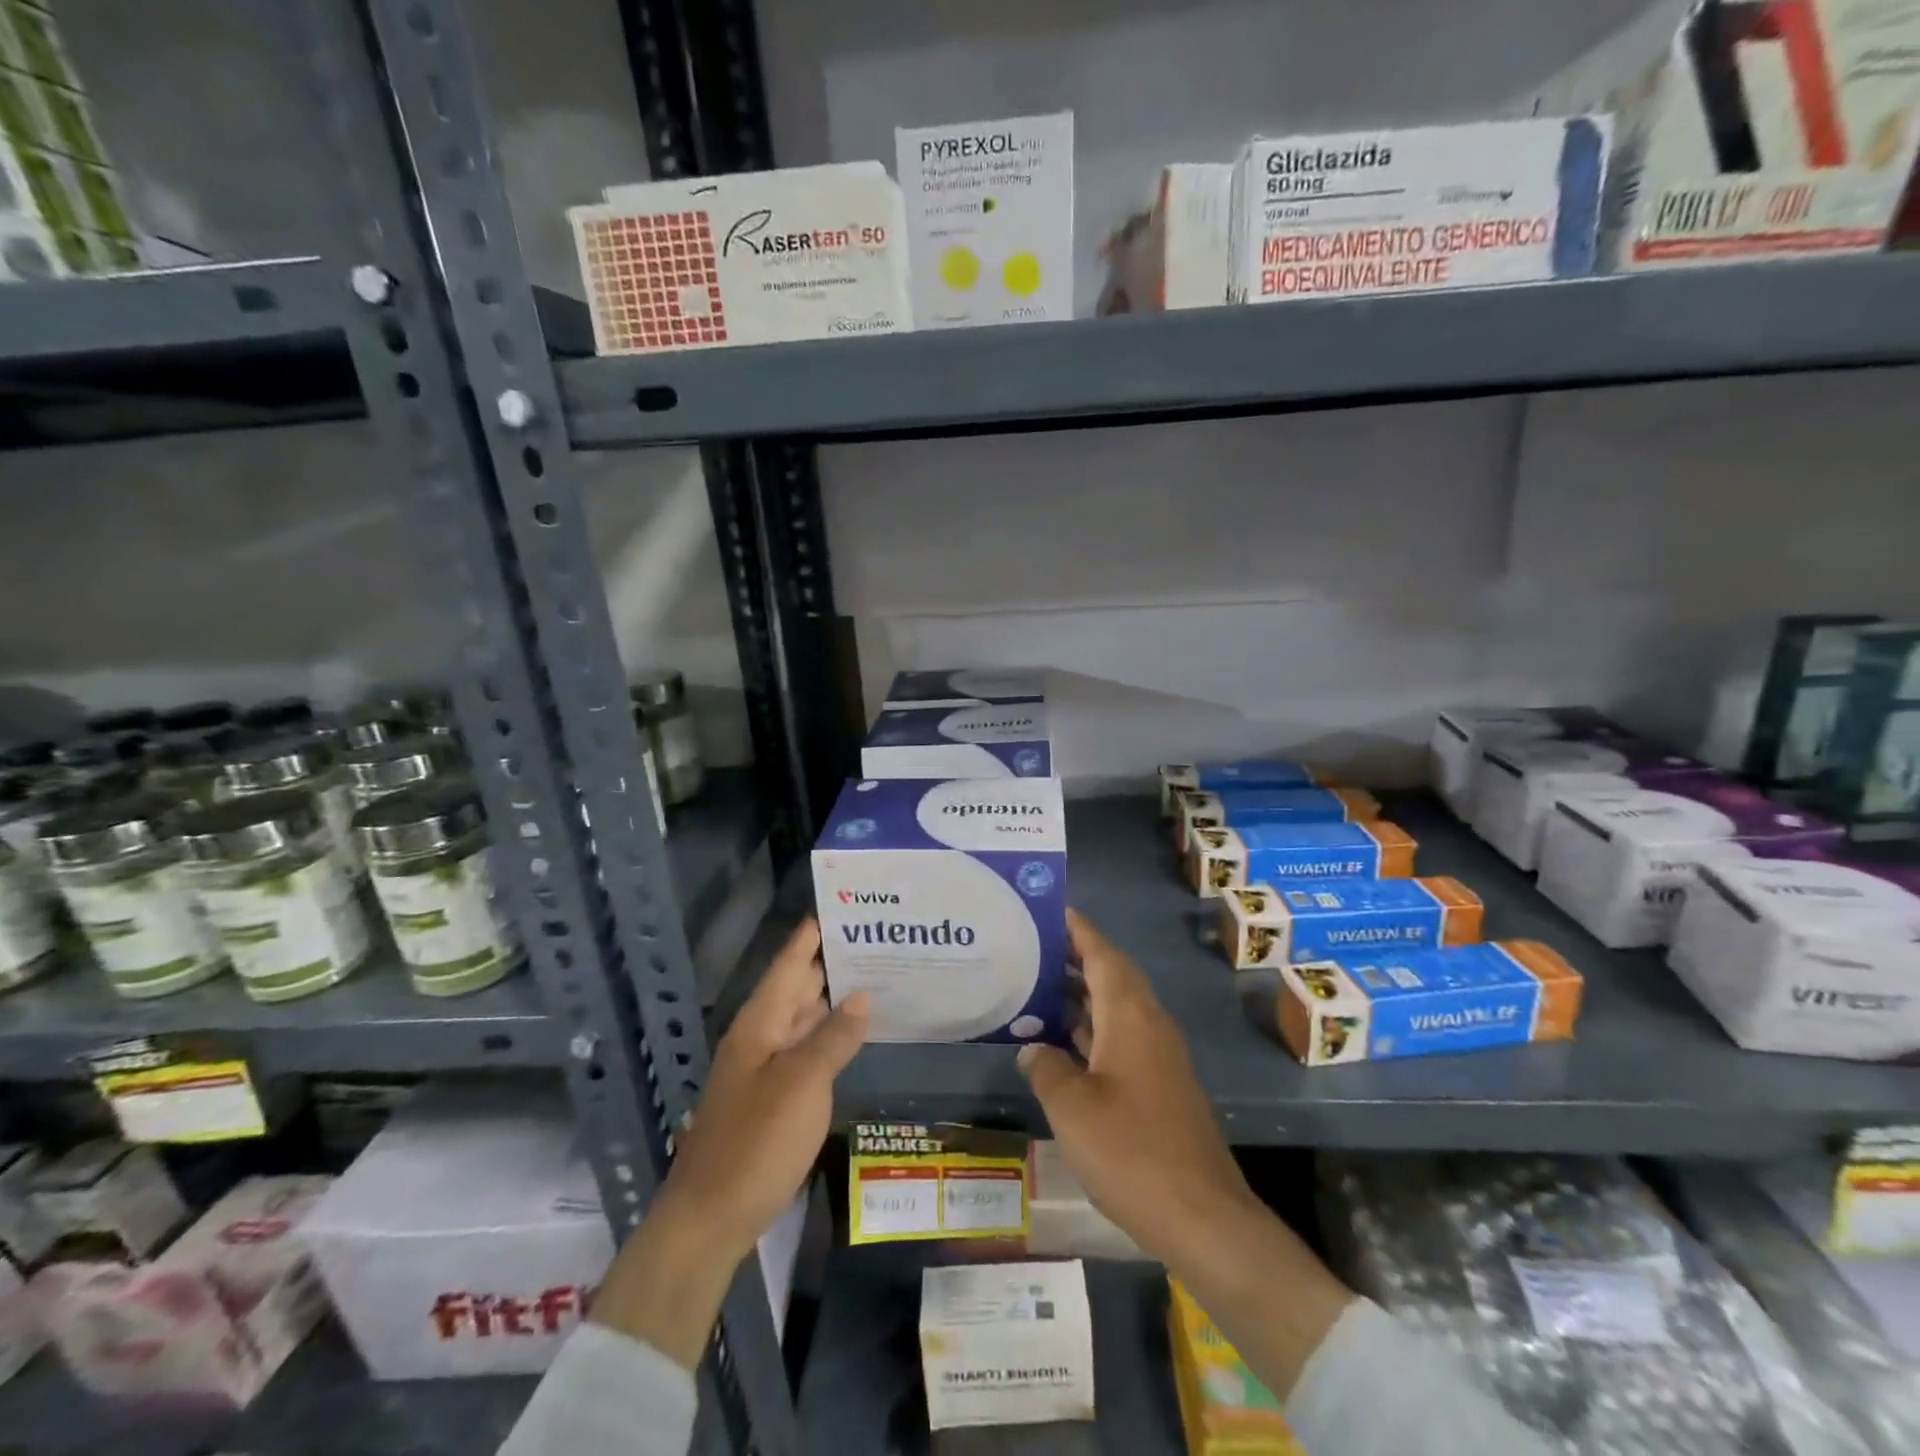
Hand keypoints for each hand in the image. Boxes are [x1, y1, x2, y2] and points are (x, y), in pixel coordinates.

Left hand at [591, 919, 867, 1367]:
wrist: (708, 1219)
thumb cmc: (756, 1142)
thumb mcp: (802, 1084)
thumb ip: (833, 1038)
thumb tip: (861, 996)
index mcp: (758, 1024)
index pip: (788, 965)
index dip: (810, 937)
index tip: (839, 907)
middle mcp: (757, 1039)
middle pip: (794, 989)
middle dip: (828, 964)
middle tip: (871, 941)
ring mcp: (761, 1071)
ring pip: (800, 1021)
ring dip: (830, 1001)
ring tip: (871, 979)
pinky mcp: (769, 1100)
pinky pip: (803, 1052)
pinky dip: (826, 1038)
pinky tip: (849, 1037)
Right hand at [1022, 910, 1352, 1401]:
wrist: (1203, 1217)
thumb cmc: (1133, 1151)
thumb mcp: (1073, 1108)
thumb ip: (1047, 1069)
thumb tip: (1034, 1048)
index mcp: (1131, 1017)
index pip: (1102, 954)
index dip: (1077, 930)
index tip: (1049, 909)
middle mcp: (1149, 1026)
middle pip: (1111, 976)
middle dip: (1073, 957)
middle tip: (1030, 946)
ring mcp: (1158, 1057)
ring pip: (1115, 1008)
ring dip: (1080, 995)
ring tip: (1036, 986)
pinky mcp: (1160, 1087)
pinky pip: (1119, 1038)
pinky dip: (1090, 1030)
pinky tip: (1061, 1045)